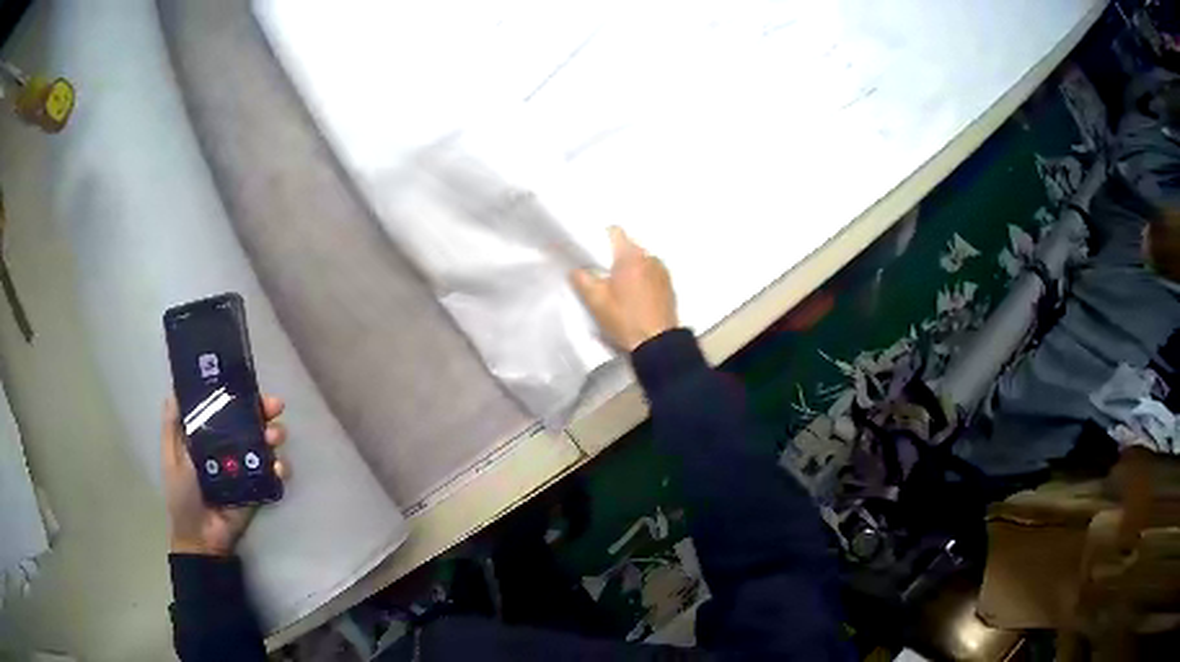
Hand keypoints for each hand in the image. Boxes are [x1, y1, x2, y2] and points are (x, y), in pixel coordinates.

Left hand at [162, 395, 288, 556]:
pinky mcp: (258, 488)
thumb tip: (175, 389)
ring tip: (275, 438)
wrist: (200, 537)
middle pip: (250, 422)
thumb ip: (172, 426)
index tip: (249, 384)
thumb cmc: (181, 494)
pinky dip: (280, 468)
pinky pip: (273, 474)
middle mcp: (229, 447)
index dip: (238, 394)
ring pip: (265, 444)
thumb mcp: (171, 457)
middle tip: (276, 407)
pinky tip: (279, 468)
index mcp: (208, 436)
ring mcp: (245, 468)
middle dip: (265, 411)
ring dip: (274, 436)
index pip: (226, 408)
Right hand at [571, 226, 678, 350]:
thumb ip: (582, 280)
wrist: (657, 344)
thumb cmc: (625, 319)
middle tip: (603, 275)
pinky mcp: (670, 286)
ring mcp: (663, 271)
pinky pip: (652, 273)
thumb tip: (576, 269)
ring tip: (621, 289)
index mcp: (631, 256)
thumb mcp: (596, 301)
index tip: (593, 252)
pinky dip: (643, 279)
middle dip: (615, 257)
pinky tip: (637, 297)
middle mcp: (650, 257)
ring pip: (641, 261)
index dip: (601, 238)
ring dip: (631, 268)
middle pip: (628, 247)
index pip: (615, 232)